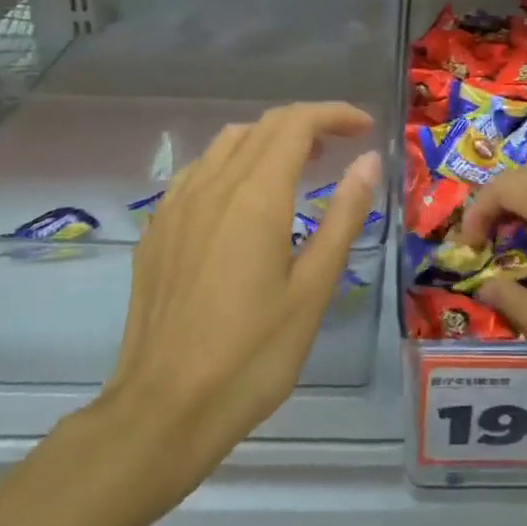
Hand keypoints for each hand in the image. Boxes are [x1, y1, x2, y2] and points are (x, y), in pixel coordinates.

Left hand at [86, 102, 379, 512]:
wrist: (163, 410)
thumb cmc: (252, 355)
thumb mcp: (313, 289)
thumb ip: (343, 216)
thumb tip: (368, 160)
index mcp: (255, 197)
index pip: (296, 124)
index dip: (334, 114)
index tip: (365, 128)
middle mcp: (212, 186)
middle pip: (263, 126)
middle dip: (308, 123)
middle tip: (342, 146)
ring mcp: (177, 206)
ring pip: (227, 144)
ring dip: (269, 140)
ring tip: (300, 167)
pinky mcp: (157, 231)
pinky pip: (199, 172)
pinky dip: (234, 163)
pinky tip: (245, 199)